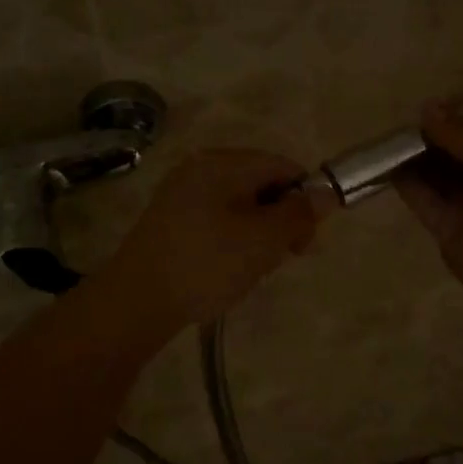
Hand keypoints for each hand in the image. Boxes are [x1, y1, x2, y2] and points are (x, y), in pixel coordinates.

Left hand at [105, 149, 328, 326]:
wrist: (136, 301)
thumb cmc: (207, 263)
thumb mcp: (263, 240)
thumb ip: (298, 214)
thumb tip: (326, 193)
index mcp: (223, 162)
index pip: (282, 166)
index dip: (305, 199)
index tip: (306, 242)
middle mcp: (201, 167)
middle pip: (261, 184)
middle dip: (279, 221)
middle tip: (280, 260)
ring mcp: (181, 193)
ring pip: (240, 206)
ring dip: (257, 235)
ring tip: (251, 271)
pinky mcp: (170, 219)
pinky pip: (217, 219)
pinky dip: (232, 241)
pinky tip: (227, 270)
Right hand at [393, 106, 462, 331]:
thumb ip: (462, 133)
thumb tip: (427, 107)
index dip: (462, 114)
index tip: (432, 103)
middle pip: (459, 151)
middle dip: (435, 135)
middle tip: (404, 118)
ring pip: (439, 175)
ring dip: (417, 157)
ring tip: (389, 136)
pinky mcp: (449, 230)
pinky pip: (425, 202)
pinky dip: (407, 184)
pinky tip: (386, 164)